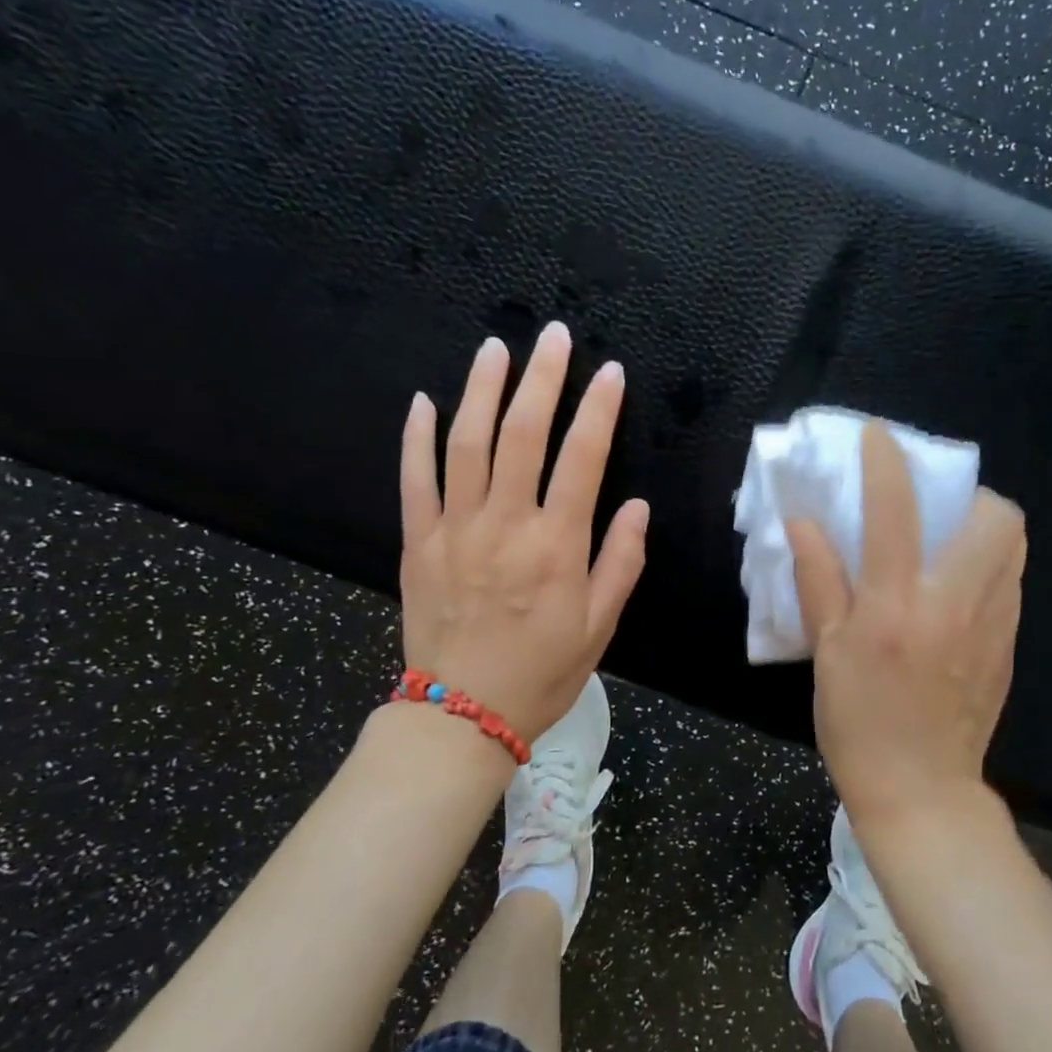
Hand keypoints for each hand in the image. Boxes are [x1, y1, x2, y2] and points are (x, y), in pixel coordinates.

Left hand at [398, 323, 649, 744]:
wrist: (460, 715)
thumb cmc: (541, 672)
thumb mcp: (599, 626)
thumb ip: (621, 562)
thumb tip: (637, 506)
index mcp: (556, 545)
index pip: (583, 457)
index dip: (598, 408)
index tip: (609, 372)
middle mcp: (505, 524)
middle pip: (522, 434)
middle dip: (541, 378)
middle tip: (553, 336)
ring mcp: (455, 529)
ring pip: (466, 443)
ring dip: (481, 389)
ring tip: (495, 349)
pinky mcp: (417, 542)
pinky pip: (414, 480)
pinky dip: (417, 437)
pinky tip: (424, 401)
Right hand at [786, 421, 1025, 827]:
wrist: (921, 791)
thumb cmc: (858, 721)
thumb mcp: (825, 651)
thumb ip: (818, 578)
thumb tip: (803, 521)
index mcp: (894, 606)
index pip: (895, 512)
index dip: (886, 462)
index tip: (878, 436)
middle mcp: (953, 604)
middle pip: (995, 518)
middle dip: (969, 492)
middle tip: (936, 503)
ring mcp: (991, 624)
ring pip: (1014, 547)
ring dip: (985, 524)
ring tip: (948, 536)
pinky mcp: (1009, 645)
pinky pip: (1011, 581)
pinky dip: (989, 562)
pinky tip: (956, 584)